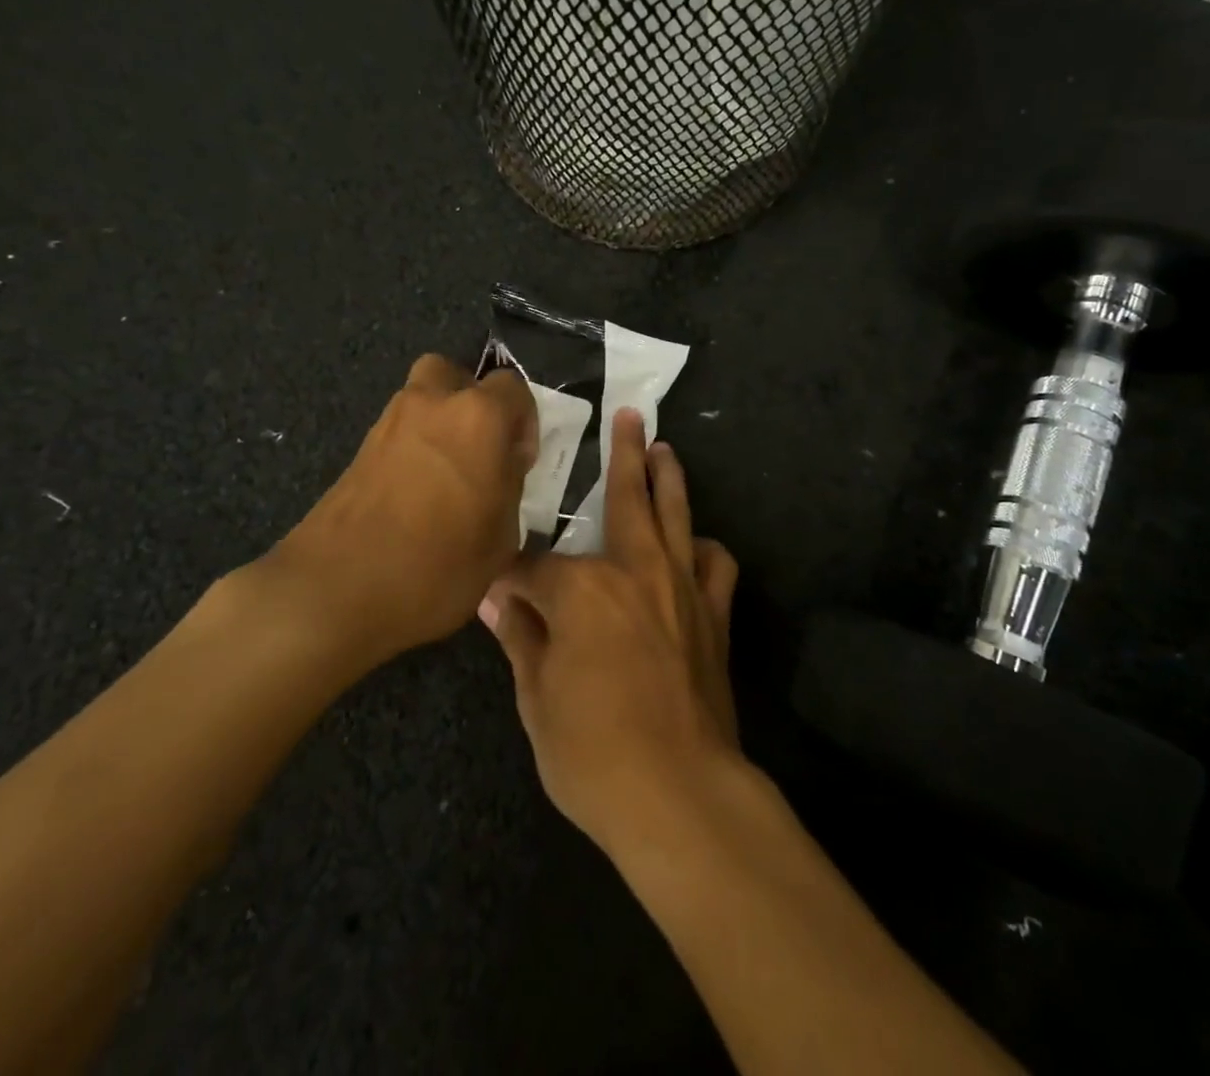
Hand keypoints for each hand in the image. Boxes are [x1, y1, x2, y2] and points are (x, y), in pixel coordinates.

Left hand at [253, 354, 537, 665]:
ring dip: (440, 424)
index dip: (524, 422)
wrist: (336, 591)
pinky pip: (399, 433)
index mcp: (478, 417)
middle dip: (472, 402)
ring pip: (422, 401)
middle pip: (454, 375)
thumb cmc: (438, 564)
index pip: (514, 388)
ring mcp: (389, 424)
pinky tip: (417, 496)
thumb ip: (509, 489)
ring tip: (448, 477)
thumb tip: (500, 474)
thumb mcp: (502, 538)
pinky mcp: (358, 451)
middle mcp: (432, 404)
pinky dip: (413, 449)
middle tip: (481, 449)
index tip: (519, 462)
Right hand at [479, 408, 740, 852]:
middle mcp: (635, 569)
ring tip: (666, 449)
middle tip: (629, 416)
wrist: (680, 793)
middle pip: (627, 496)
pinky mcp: (712, 614)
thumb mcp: (537, 698)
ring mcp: (680, 587)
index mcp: (583, 588)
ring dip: (670, 478)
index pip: (533, 567)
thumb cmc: (594, 751)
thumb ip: (520, 637)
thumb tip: (495, 599)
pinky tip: (695, 544)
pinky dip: (704, 548)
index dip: (509, 575)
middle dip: (623, 453)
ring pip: (677, 514)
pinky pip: (715, 564)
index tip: (494, 581)